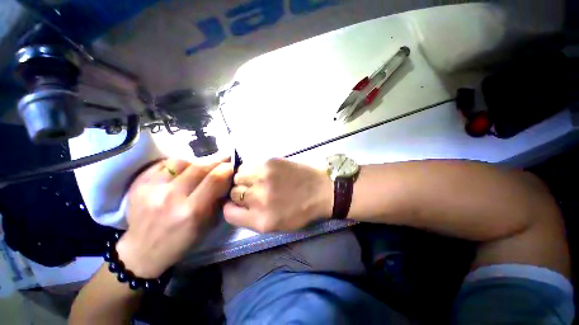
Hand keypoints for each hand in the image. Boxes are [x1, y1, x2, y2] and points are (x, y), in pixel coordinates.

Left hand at [116, 158, 233, 278]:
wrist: (142, 251)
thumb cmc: (180, 241)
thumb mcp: (207, 225)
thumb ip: (218, 200)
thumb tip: (226, 179)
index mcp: (191, 211)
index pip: (214, 179)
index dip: (227, 168)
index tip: (232, 165)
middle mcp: (171, 197)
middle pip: (199, 167)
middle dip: (216, 161)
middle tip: (223, 158)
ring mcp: (151, 189)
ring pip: (181, 162)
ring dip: (195, 163)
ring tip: (199, 168)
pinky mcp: (139, 185)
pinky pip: (163, 164)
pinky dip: (177, 165)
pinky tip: (181, 172)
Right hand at [223, 158, 332, 232]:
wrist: (322, 191)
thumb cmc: (302, 211)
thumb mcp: (277, 225)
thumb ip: (253, 218)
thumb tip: (236, 204)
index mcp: (261, 220)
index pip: (229, 213)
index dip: (231, 207)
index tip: (237, 203)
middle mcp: (258, 198)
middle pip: (232, 192)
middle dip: (240, 192)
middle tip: (252, 190)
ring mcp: (263, 178)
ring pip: (238, 176)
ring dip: (244, 178)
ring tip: (256, 179)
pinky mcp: (269, 162)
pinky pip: (249, 165)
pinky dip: (251, 169)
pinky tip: (262, 171)